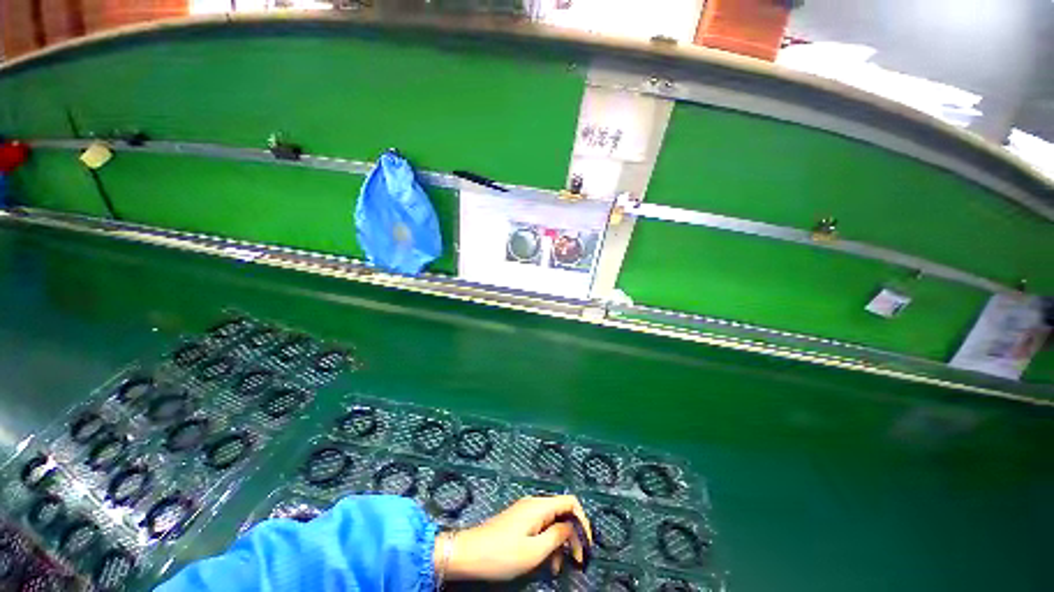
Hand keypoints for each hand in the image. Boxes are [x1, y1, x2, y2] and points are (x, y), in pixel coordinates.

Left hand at [437, 495, 592, 580]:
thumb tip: (572, 527)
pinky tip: (546, 564)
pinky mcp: (519, 522)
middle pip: (562, 513)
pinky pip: (540, 529)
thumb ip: (557, 536)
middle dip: (572, 536)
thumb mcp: (534, 551)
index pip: (570, 502)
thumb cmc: (502, 554)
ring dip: (559, 545)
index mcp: (539, 506)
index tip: (587, 545)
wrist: (468, 553)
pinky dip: (547, 545)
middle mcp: (534, 504)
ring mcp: (525, 513)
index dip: (583, 521)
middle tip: (577, 562)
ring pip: (552, 524)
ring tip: (557, 570)